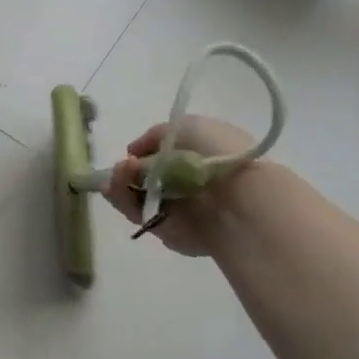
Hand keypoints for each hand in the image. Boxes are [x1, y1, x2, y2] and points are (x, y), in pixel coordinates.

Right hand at [102, 116, 259, 257]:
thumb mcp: (187, 126)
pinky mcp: (166, 232)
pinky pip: (136, 214)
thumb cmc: (218, 154)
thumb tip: (133, 152)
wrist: (239, 198)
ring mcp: (174, 211)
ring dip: (120, 183)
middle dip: (125, 171)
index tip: (133, 153)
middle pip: (141, 179)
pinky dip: (123, 200)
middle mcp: (184, 186)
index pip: (158, 158)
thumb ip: (155, 136)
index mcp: (196, 159)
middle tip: (124, 167)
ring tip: (122, 173)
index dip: (141, 154)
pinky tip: (119, 187)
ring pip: (133, 196)